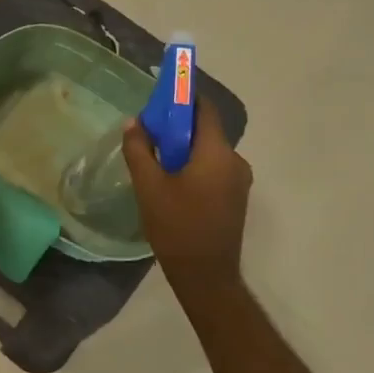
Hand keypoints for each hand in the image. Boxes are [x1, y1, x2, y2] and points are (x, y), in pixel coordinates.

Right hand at [121, 100, 251, 289]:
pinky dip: (194, 165)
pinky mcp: (235, 197)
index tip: (160, 97)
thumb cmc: (176, 226)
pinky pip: (214, 168)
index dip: (183, 98)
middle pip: (206, 130)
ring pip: (209, 151)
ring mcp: (239, 181)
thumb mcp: (149, 186)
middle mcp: (235, 161)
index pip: (204, 109)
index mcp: (217, 153)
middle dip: (178, 126)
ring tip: (155, 159)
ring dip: (184, 148)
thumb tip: (134, 123)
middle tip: (149, 132)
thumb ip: (139, 149)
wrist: (205, 275)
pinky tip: (172, 180)